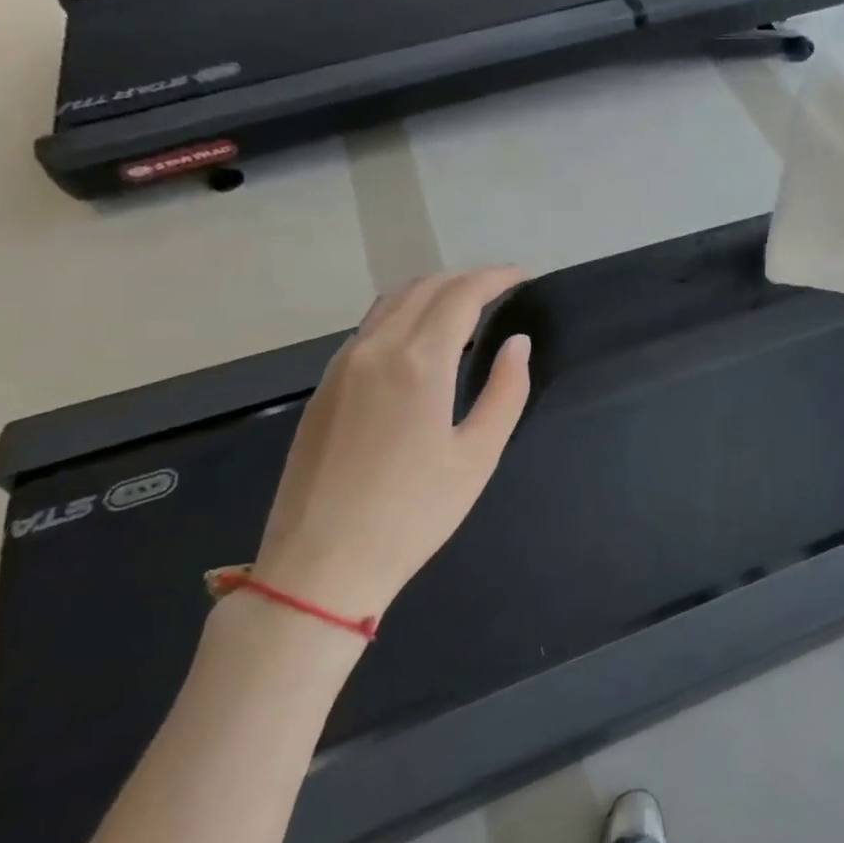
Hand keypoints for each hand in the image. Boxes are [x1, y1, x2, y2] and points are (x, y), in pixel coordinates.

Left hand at [252, 268, 532, 623]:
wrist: (320, 565)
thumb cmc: (413, 513)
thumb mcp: (478, 455)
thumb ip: (505, 391)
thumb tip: (518, 344)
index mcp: (418, 361)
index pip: (462, 294)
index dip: (496, 277)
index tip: (523, 277)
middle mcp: (375, 349)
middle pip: (424, 287)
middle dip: (466, 279)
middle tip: (500, 292)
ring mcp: (342, 366)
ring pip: (391, 303)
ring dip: (432, 293)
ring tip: (465, 310)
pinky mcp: (324, 388)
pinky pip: (369, 329)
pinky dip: (403, 316)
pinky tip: (420, 344)